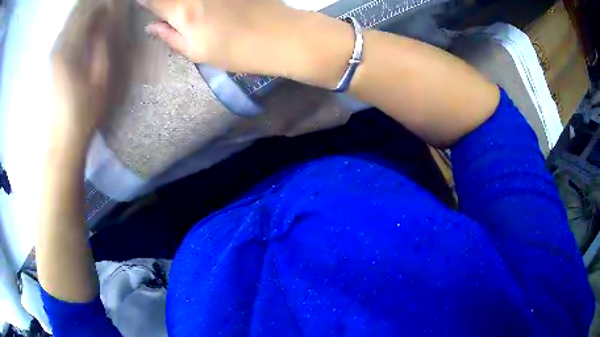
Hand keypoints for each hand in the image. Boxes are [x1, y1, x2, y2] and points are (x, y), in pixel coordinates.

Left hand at [51, 0, 125, 149]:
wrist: (62, 140)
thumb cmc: (84, 114)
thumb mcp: (100, 79)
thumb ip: (101, 46)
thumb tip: (105, 20)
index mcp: (70, 50)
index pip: (86, 12)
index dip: (101, 3)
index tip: (114, 2)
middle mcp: (59, 47)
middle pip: (76, 12)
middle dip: (92, 4)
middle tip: (107, 6)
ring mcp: (54, 54)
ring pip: (70, 21)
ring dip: (84, 12)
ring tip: (99, 12)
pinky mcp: (53, 61)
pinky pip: (65, 31)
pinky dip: (77, 23)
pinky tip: (86, 25)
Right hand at [138, 0, 296, 72]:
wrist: (282, 36)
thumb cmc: (237, 51)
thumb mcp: (197, 52)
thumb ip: (170, 36)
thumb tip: (150, 26)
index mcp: (183, 12)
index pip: (154, 0)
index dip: (144, 1)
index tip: (140, 3)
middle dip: (160, 1)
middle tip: (160, 9)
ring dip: (178, 2)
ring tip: (183, 12)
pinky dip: (199, 1)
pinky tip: (199, 7)